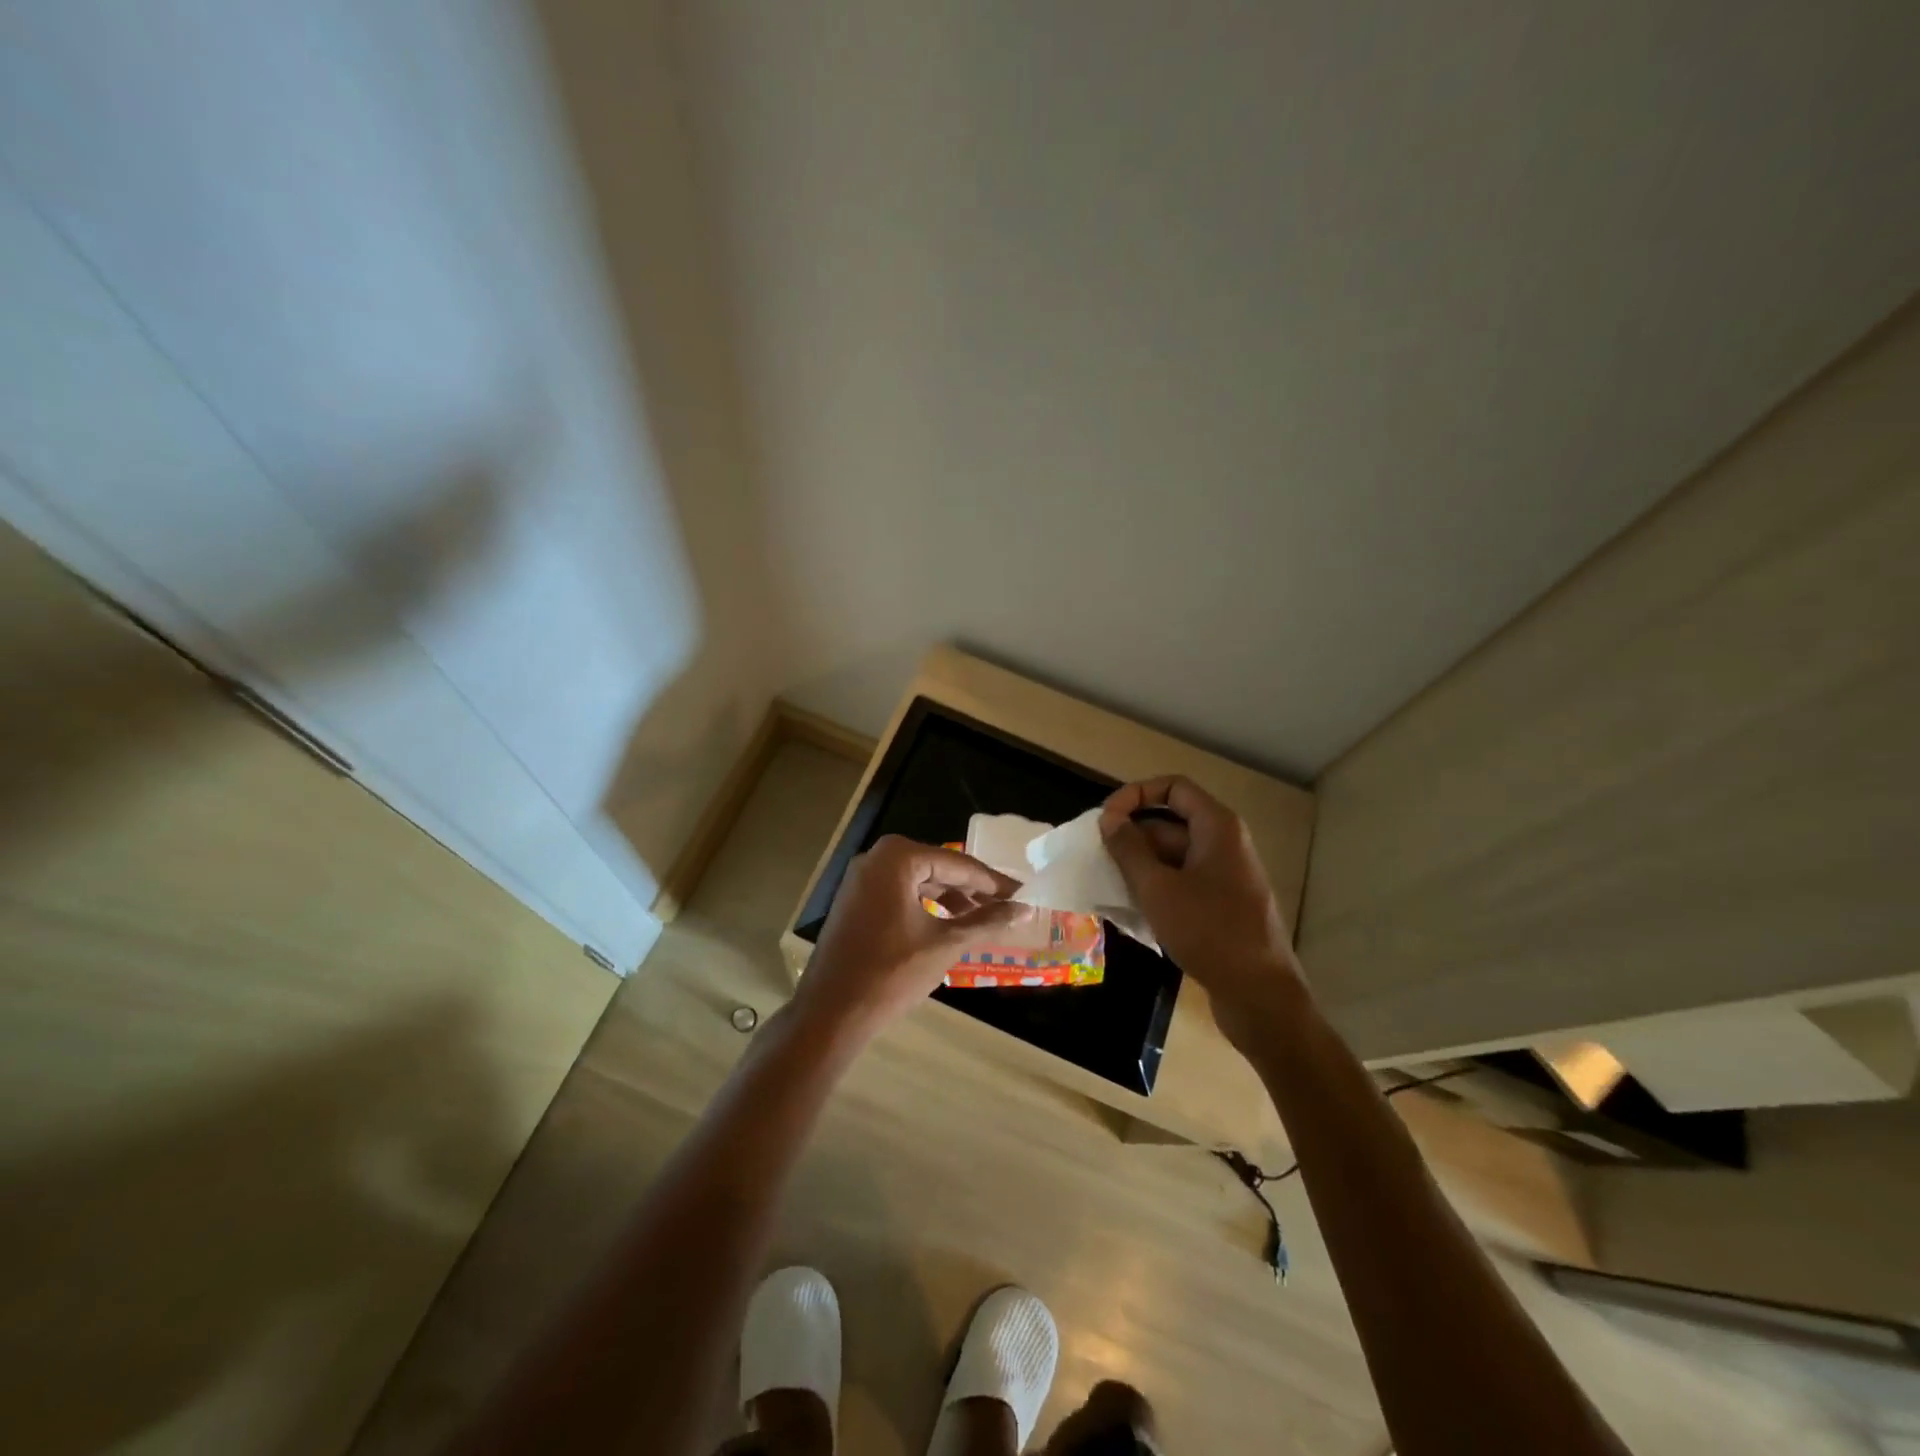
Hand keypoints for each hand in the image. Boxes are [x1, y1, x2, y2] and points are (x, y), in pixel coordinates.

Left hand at [792, 835, 1027, 1039]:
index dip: (993, 882)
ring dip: (950, 897)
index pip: (958, 864)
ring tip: (981, 918)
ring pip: (918, 881)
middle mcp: (876, 858)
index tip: (1023, 894)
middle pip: (937, 867)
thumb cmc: (892, 973)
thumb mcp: (945, 945)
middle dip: (972, 889)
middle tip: (1006, 906)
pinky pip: (899, 893)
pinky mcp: (854, 900)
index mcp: (898, 858)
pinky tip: (947, 923)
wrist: (831, 1012)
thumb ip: (986, 921)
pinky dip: (925, 905)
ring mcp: (860, 879)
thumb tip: (1025, 909)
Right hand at [1099, 776, 1306, 1048]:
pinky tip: (1130, 908)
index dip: (1135, 795)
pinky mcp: (1221, 904)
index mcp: (1217, 827)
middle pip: (1170, 822)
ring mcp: (1225, 875)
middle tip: (1097, 857)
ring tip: (1107, 884)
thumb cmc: (1209, 932)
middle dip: (1132, 836)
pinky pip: (1182, 881)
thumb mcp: (1158, 888)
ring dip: (1139, 865)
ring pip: (1173, 855)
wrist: (1260, 994)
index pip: (1173, 787)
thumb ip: (1129, 849)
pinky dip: (1155, 886)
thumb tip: (1109, 819)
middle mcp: (1224, 843)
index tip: (1106, 820)